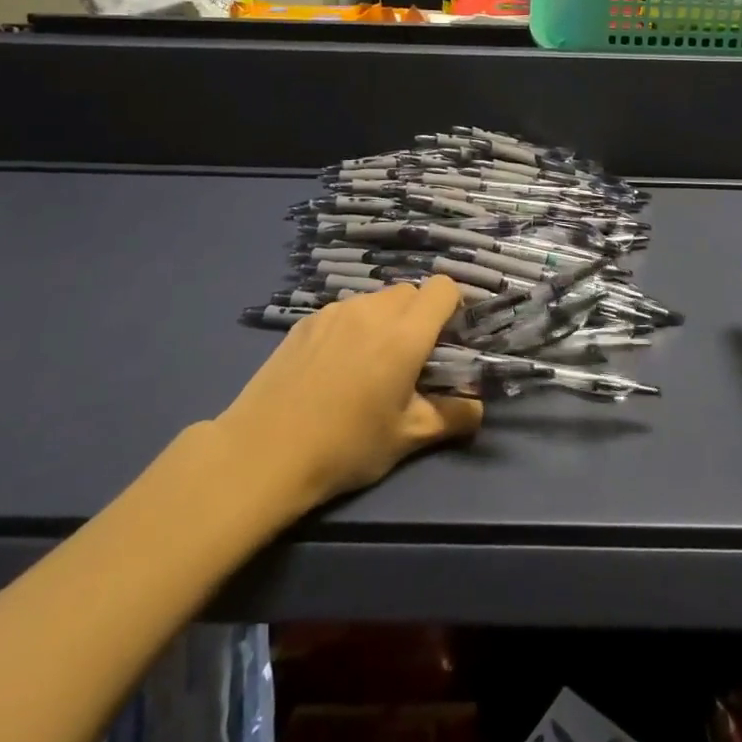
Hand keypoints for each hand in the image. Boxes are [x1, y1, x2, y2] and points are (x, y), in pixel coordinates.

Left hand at [216, 277, 482, 509]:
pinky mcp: (306, 321)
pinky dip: (351, 328)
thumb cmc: (344, 446)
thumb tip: (478, 408)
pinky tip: (332, 368)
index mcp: (405, 334)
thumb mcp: (406, 439)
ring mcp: (335, 311)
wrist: (263, 452)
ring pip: (375, 300)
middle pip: (410, 291)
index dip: (451, 307)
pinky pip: (344, 312)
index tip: (446, 339)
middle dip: (418, 317)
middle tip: (408, 359)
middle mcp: (373, 310)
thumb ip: (451, 417)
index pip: (443, 288)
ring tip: (367, 365)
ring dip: (384, 321)